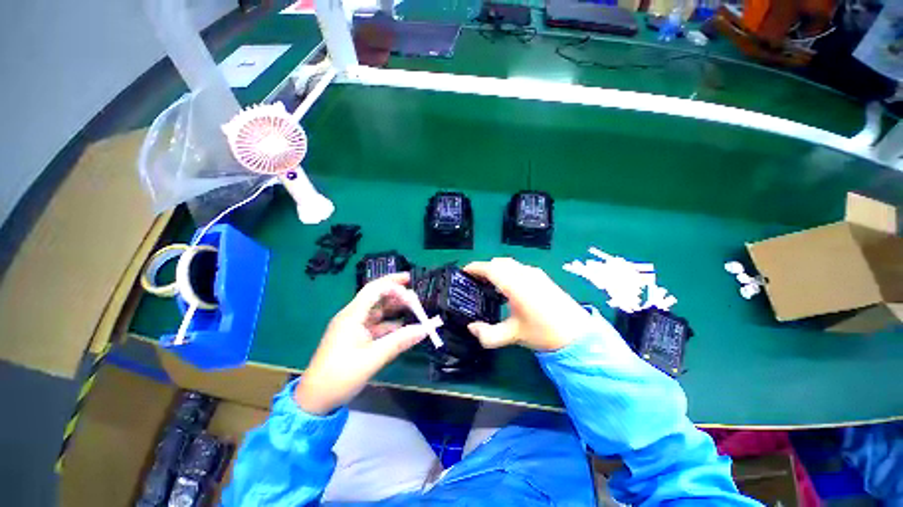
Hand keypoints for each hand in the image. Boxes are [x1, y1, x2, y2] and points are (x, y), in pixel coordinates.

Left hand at [294, 273, 428, 414]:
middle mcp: (353, 316)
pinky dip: (390, 324)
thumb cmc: (340, 376)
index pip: (374, 289)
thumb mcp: (373, 358)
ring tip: (414, 309)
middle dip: (397, 294)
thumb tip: (425, 329)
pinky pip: (376, 325)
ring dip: (395, 309)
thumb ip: (400, 341)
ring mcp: (354, 327)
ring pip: (378, 311)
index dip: (393, 284)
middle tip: (417, 298)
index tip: (411, 289)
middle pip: (377, 297)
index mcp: (352, 315)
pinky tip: (403, 327)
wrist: (315, 401)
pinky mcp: (356, 338)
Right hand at [464, 258, 590, 351]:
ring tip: (490, 284)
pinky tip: (509, 287)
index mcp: (514, 284)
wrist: (578, 334)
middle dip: (485, 268)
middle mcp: (524, 273)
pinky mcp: (543, 277)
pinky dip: (508, 271)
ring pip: (510, 263)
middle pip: (499, 262)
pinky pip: (519, 267)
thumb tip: (471, 328)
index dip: (475, 267)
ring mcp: (535, 273)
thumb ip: (488, 334)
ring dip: (497, 269)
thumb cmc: (544, 333)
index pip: (490, 268)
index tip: (464, 272)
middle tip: (475, 281)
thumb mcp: (513, 335)